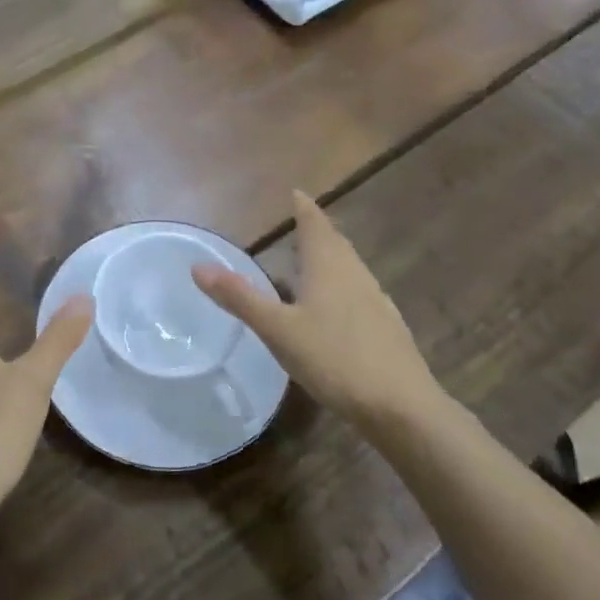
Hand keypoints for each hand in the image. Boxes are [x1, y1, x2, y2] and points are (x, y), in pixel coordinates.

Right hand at [192, 191, 439, 425]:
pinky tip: (335, 308)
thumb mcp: (278, 330)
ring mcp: (376, 301)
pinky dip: (341, 285)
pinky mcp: (386, 327)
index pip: (315, 225)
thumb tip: (198, 266)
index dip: (304, 208)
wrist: (401, 407)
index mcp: (329, 267)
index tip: (296, 192)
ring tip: (313, 260)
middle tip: (301, 222)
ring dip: (331, 257)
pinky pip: (359, 292)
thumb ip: (240, 298)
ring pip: (349, 267)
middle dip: (318, 230)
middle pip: (336, 243)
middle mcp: (355, 275)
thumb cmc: (334, 359)